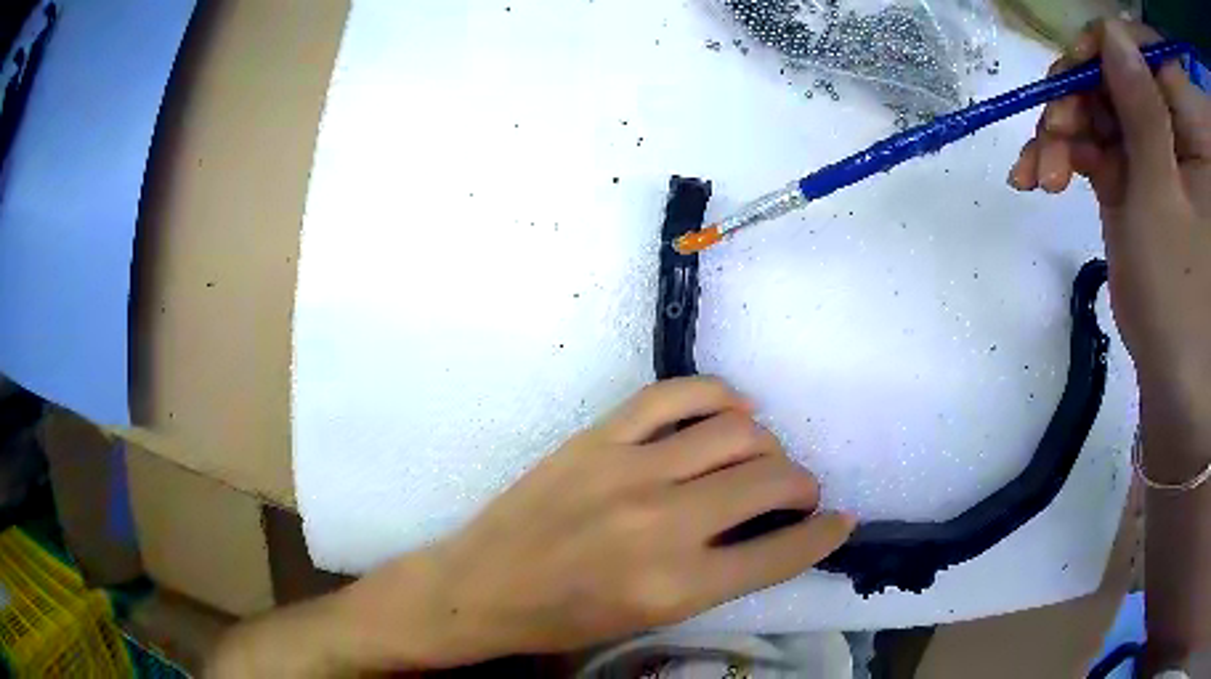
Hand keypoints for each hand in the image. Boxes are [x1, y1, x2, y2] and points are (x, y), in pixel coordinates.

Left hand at [342, 377, 853, 668]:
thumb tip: (770, 532)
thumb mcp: (652, 617)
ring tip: (766, 456)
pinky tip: (732, 409)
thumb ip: (719, 575)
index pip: (781, 551)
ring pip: (735, 431)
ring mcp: (628, 469)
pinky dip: (718, 396)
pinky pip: (675, 395)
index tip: (841, 522)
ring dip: (768, 443)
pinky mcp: (597, 437)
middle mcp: (663, 523)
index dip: (823, 534)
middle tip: (799, 492)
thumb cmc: (566, 619)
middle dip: (802, 484)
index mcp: (677, 586)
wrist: (483, 587)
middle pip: (769, 480)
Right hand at [1009, 19, 1210, 437]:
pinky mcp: (1137, 172)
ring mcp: (1156, 149)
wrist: (1176, 387)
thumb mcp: (1162, 201)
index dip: (1113, 43)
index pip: (1146, 51)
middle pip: (1120, 70)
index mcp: (1189, 133)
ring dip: (1064, 127)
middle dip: (1080, 92)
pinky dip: (1066, 152)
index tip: (1081, 66)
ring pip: (1102, 103)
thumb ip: (1144, 108)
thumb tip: (1113, 33)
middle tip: (1051, 129)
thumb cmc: (1183, 306)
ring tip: (1040, 171)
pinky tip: (1043, 177)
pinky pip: (1097, 139)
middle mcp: (1175, 129)